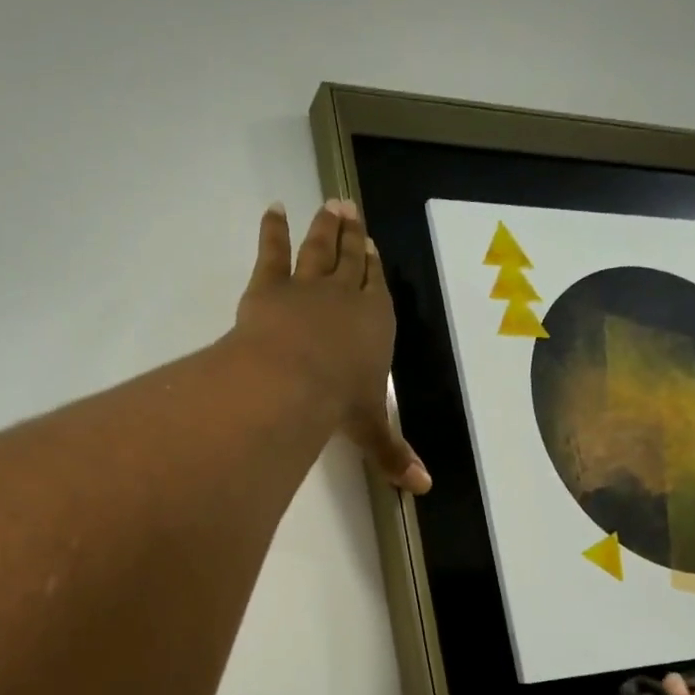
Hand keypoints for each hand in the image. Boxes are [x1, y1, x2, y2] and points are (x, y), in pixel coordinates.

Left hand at [234, 200, 430, 493]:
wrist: (291, 381)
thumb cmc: (337, 402)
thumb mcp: (369, 429)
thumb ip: (393, 454)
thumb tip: (424, 489)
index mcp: (374, 324)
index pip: (377, 289)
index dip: (375, 268)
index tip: (373, 245)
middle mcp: (345, 298)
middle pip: (351, 260)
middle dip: (353, 236)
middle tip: (351, 209)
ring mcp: (307, 287)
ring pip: (319, 250)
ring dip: (325, 227)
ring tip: (329, 204)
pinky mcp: (270, 286)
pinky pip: (273, 252)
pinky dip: (273, 230)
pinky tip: (273, 210)